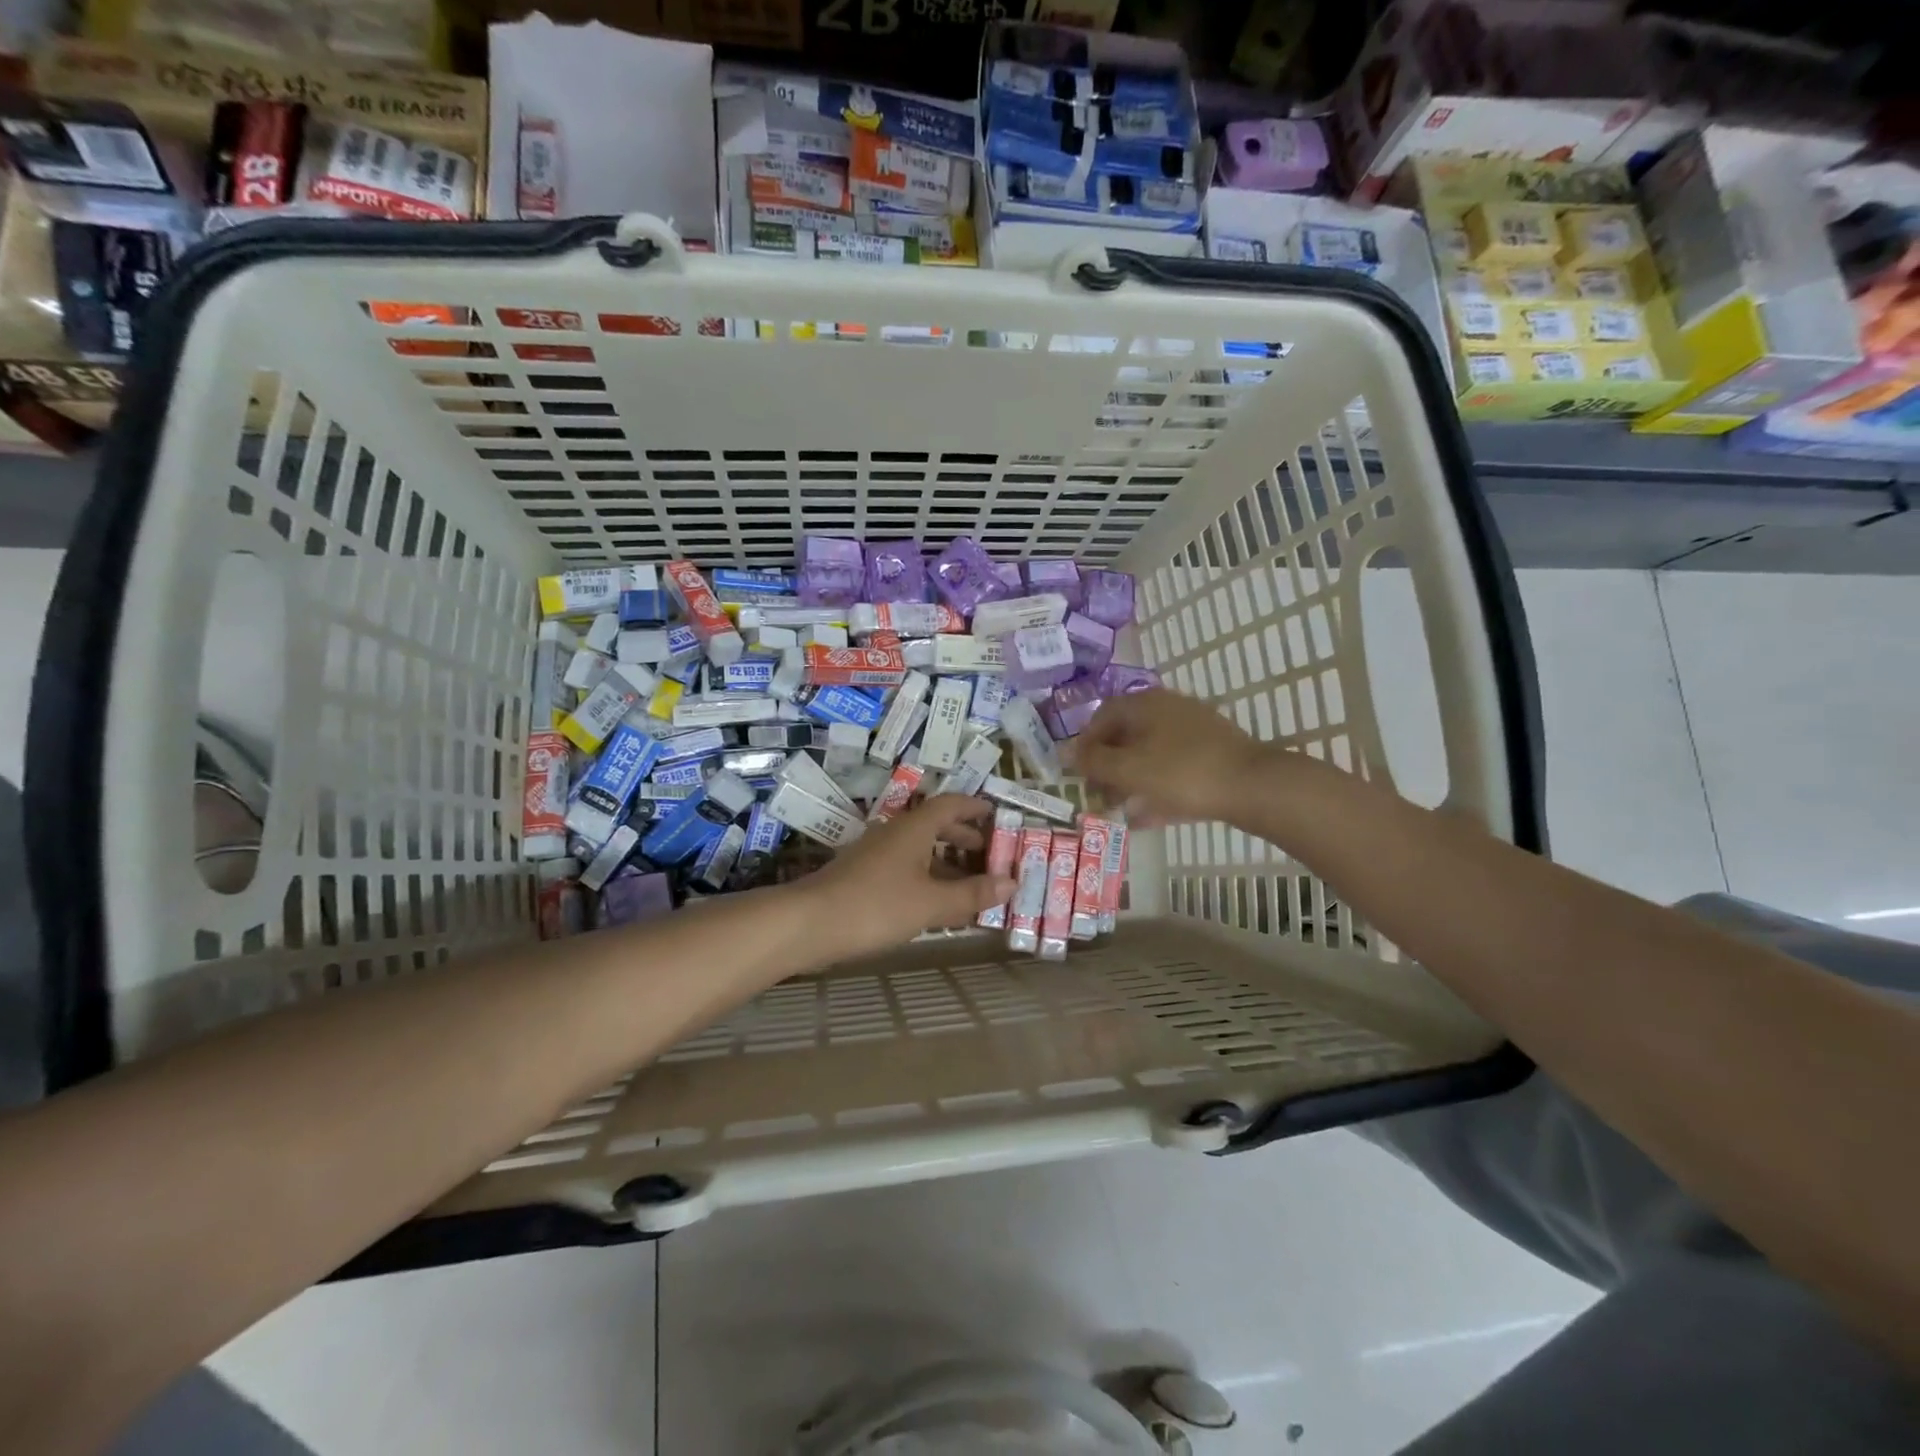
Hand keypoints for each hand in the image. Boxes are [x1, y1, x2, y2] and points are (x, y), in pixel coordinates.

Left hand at [803, 794, 1014, 958]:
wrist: (809, 924)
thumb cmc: (876, 905)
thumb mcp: (931, 903)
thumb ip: (971, 894)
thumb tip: (1011, 883)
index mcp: (913, 828)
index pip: (950, 805)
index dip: (974, 807)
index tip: (996, 815)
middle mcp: (894, 833)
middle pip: (934, 825)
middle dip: (962, 837)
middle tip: (988, 852)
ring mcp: (875, 855)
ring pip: (918, 849)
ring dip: (945, 861)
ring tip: (969, 883)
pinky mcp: (863, 877)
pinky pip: (905, 868)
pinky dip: (926, 878)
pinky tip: (934, 903)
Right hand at [1068, 689, 1269, 825]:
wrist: (1252, 786)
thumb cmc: (1181, 772)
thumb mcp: (1128, 769)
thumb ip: (1092, 762)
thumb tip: (1061, 752)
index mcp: (1145, 704)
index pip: (1102, 716)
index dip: (1084, 745)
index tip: (1077, 774)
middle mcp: (1167, 710)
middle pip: (1126, 736)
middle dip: (1107, 768)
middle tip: (1097, 796)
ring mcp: (1193, 732)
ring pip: (1149, 755)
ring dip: (1129, 782)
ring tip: (1117, 811)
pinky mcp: (1211, 755)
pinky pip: (1172, 770)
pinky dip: (1155, 790)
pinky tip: (1145, 818)